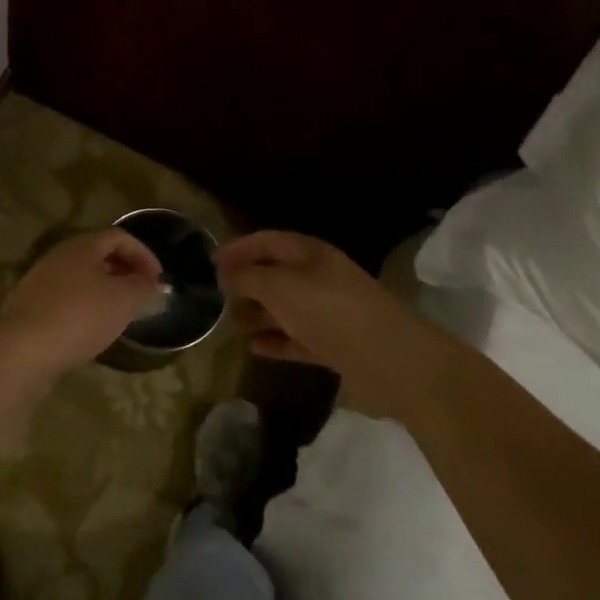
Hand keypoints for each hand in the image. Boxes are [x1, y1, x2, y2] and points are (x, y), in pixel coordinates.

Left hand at [0, 229, 165, 372]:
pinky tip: (93, 330)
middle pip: (98, 255)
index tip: (158, 280)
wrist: (25, 349)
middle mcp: (58, 257)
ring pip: (81, 279)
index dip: (143, 255)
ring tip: (122, 314)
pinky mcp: (31, 307)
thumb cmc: (80, 316)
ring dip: (105, 291)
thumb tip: (158, 287)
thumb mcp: (123, 301)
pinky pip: (66, 299)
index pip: (118, 237)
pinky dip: (86, 307)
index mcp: (81, 246)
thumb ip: (144, 290)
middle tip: (142, 295)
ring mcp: (41, 281)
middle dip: (125, 272)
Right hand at [217, 231, 413, 375]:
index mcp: (309, 254)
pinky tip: (253, 348)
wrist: (388, 358)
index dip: (239, 248)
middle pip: (276, 275)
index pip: (267, 241)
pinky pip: (298, 338)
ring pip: (285, 309)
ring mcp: (329, 313)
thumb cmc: (328, 310)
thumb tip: (226, 274)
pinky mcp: (336, 345)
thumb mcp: (278, 286)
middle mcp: (319, 278)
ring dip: (258, 315)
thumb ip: (248, 278)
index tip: (210, 262)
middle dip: (246, 284)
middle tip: (217, 298)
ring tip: (230, 326)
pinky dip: (276, 341)